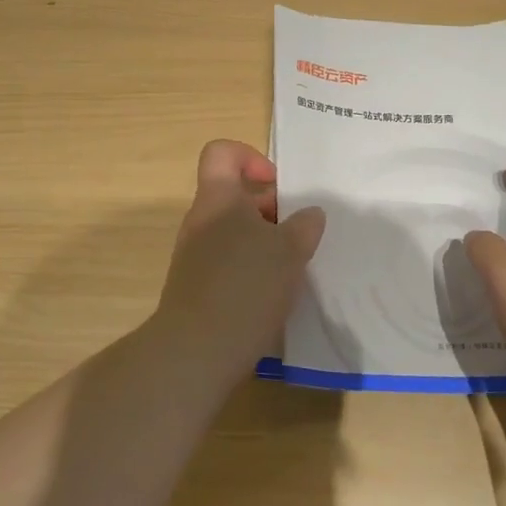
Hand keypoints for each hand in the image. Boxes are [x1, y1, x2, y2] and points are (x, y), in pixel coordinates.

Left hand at [153, 140, 325, 368]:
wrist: (196, 352)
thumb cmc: (245, 286)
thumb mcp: (289, 251)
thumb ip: (304, 226)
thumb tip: (310, 214)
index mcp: (218, 199)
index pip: (222, 153)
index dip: (251, 158)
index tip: (278, 185)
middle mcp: (201, 221)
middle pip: (234, 195)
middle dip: (270, 207)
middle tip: (298, 231)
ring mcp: (195, 255)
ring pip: (234, 231)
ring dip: (264, 240)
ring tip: (292, 264)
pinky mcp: (198, 286)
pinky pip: (228, 261)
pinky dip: (252, 267)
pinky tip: (275, 292)